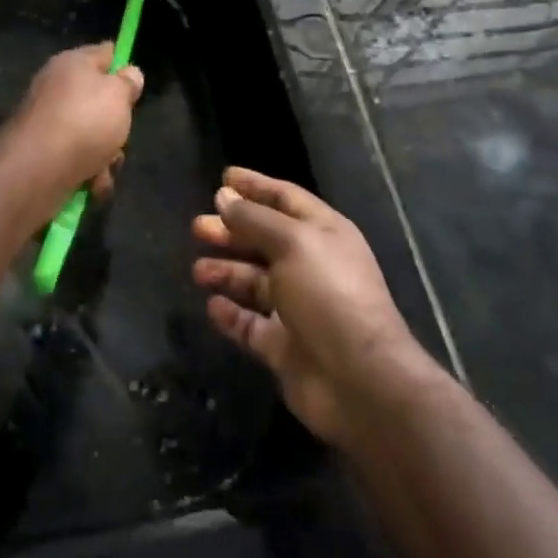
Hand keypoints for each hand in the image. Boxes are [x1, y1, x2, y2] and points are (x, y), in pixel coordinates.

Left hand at [1, 44, 144, 212]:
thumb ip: (128, 83)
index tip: (136, 82)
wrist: (37, 169)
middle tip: (121, 133)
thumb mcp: (118, 95)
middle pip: (99, 100)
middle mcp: (57, 88)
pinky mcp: (44, 154)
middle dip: (116, 122)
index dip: (122, 64)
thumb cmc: (84, 121)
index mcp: (72, 64)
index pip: (104, 53)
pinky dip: (89, 172)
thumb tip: (129, 73)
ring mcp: (49, 122)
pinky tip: (92, 184)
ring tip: (105, 166)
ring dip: (106, 155)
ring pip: (92, 135)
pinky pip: (77, 159)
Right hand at [192, 167, 425, 446]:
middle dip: (231, 231)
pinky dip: (232, 314)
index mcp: (323, 233)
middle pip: (264, 239)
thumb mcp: (292, 243)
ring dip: (226, 271)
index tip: (223, 177)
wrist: (359, 380)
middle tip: (197, 226)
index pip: (284, 198)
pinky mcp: (285, 346)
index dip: (255, 186)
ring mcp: (298, 308)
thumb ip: (254, 219)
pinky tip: (212, 306)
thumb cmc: (328, 294)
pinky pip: (251, 324)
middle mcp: (311, 265)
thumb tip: (224, 196)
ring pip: (254, 281)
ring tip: (197, 270)